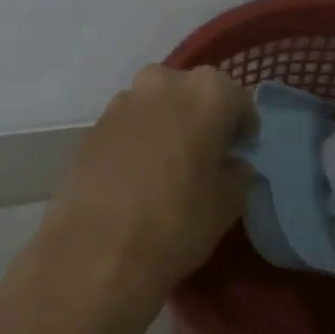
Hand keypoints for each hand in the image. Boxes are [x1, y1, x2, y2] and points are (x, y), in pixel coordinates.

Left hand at [38, 64, 252, 302]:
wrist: (96, 250)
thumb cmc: (177, 221)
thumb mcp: (227, 204)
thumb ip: (238, 174)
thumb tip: (231, 165)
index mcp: (206, 93)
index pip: (237, 99)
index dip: (242, 127)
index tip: (240, 151)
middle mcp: (162, 84)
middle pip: (192, 93)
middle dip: (202, 117)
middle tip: (206, 154)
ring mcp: (121, 102)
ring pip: (156, 106)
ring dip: (167, 126)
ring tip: (169, 166)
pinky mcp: (92, 127)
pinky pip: (127, 126)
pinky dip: (138, 142)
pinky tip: (137, 177)